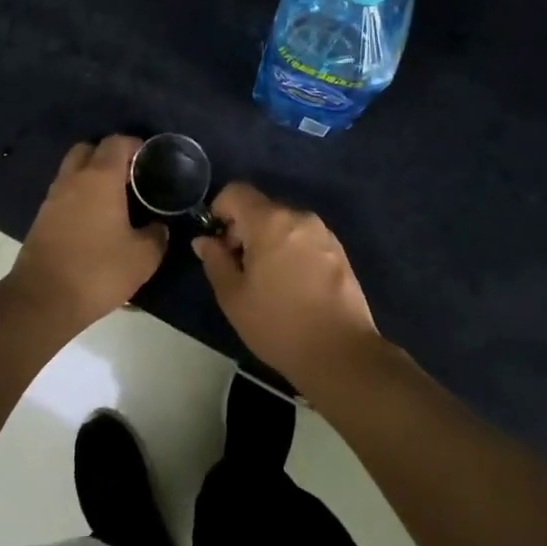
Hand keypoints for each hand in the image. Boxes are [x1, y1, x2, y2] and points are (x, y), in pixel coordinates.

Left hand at [6, 136, 167, 334]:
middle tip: (128, 176)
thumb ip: (156, 235)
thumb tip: (158, 226)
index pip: (117, 142)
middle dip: (108, 155)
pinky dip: (78, 196)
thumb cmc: (98, 270)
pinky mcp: (41, 218)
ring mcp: (53, 197)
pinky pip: (63, 193)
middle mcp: (74, 178)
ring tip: (113, 199)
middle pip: (89, 149)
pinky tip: (93, 220)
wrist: (43, 300)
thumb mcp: (142, 258)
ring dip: (90, 176)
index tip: (150, 160)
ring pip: (72, 171)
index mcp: (100, 177)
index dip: (135, 145)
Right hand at [193, 183, 381, 391]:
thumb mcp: (234, 298)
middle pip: (261, 207)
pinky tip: (293, 286)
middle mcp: (298, 217)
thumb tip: (205, 240)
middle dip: (244, 230)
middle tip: (239, 268)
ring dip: (268, 240)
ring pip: (284, 224)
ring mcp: (322, 232)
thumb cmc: (279, 325)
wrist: (341, 354)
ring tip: (267, 281)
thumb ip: (215, 261)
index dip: (220, 210)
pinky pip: (304, 238)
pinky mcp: (339, 250)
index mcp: (269, 221)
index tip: (218, 243)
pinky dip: (291, 250)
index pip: (236, 191)